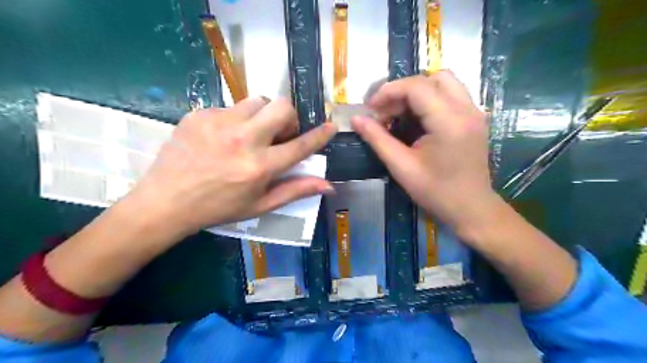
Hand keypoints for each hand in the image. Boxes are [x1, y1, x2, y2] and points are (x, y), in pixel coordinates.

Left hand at [127, 97, 335, 237]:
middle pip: (281, 107)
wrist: (165, 201)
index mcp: (259, 167)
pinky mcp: (200, 114)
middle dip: (288, 117)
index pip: (300, 145)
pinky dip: (237, 119)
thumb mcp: (260, 205)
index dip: (320, 135)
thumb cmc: (218, 208)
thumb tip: (328, 184)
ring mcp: (219, 123)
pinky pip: (231, 106)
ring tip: (251, 134)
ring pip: (257, 101)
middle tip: (279, 133)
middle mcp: (243, 140)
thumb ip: (295, 190)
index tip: (331, 125)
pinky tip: (224, 137)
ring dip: (263, 115)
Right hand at [353, 70, 496, 238]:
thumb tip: (356, 119)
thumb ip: (377, 139)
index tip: (370, 108)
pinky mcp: (475, 118)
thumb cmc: (436, 192)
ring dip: (417, 92)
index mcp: (449, 121)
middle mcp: (467, 109)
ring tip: (399, 114)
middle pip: (432, 78)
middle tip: (385, 112)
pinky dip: (429, 99)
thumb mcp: (401, 167)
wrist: (471, 209)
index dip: (388, 91)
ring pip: (444, 82)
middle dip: (403, 90)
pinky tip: (416, 120)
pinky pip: (450, 95)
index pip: (416, 87)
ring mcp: (474, 112)